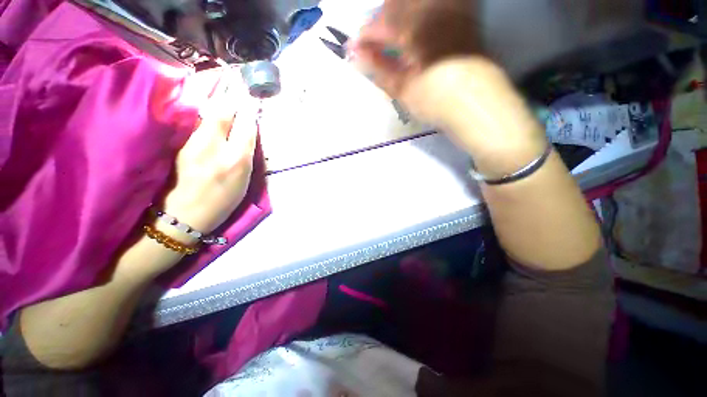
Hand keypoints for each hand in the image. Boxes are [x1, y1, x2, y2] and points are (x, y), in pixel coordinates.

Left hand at [159, 69, 257, 241]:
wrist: (184, 215)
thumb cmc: (221, 201)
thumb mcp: (243, 180)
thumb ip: (246, 153)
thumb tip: (248, 131)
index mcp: (235, 160)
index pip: (246, 126)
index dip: (250, 112)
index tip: (253, 100)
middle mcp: (213, 146)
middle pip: (223, 112)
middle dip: (232, 98)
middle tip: (237, 86)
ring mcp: (192, 143)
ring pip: (207, 114)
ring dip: (218, 103)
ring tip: (225, 94)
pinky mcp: (179, 145)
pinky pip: (196, 123)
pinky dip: (205, 114)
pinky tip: (209, 113)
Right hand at [350, 1, 545, 168]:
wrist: (478, 104)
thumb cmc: (436, 101)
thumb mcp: (402, 89)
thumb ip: (378, 68)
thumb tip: (355, 57)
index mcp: (416, 26)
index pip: (382, 23)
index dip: (365, 36)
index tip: (353, 49)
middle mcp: (435, 7)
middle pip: (397, 4)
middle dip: (380, 22)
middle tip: (372, 44)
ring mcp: (452, 8)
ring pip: (415, 2)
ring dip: (398, 15)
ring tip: (392, 38)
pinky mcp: (465, 15)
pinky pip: (436, 5)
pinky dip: (419, 14)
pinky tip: (415, 33)